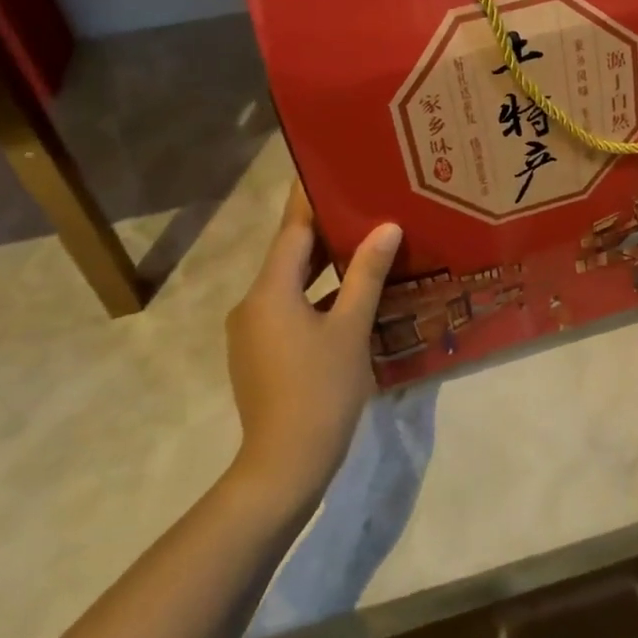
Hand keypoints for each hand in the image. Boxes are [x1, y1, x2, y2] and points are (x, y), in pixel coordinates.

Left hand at [225, 182, 401, 506]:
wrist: (284, 466)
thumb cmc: (321, 390)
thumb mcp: (351, 328)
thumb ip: (367, 274)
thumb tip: (386, 227)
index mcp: (270, 292)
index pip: (292, 231)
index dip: (312, 202)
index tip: (330, 172)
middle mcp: (252, 304)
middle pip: (290, 256)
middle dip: (325, 234)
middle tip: (362, 207)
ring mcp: (251, 332)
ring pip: (289, 286)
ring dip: (323, 269)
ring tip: (363, 247)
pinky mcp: (258, 355)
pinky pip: (287, 310)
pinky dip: (315, 298)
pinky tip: (348, 300)